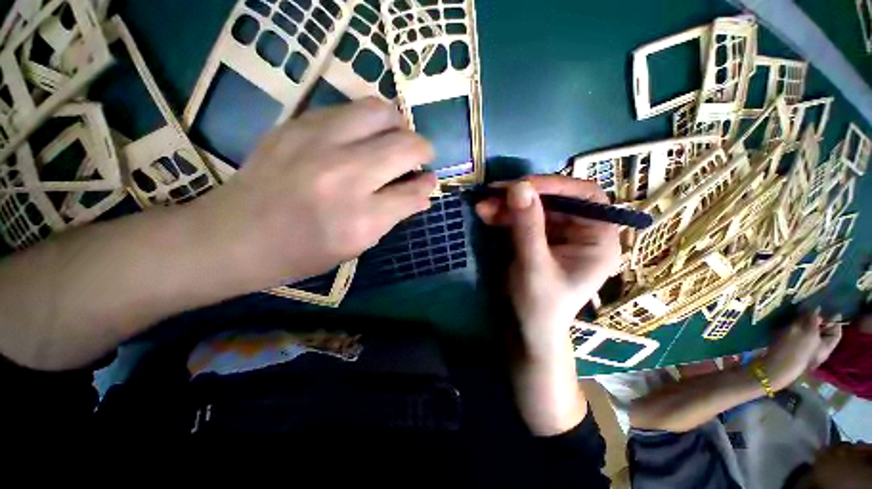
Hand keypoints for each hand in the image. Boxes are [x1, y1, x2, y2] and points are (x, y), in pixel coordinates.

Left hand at [191, 98, 436, 287]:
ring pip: (380, 112)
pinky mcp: (297, 125)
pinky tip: (360, 138)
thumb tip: (424, 193)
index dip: (428, 184)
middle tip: (417, 158)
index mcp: (360, 218)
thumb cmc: (302, 251)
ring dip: (397, 125)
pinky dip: (366, 121)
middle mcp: (344, 175)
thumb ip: (395, 215)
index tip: (429, 180)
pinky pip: (348, 110)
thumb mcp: (357, 244)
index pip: (413, 191)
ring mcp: (318, 143)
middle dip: (422, 149)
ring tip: (392, 140)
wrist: (234, 236)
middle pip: (405, 145)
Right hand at [475, 176, 621, 354]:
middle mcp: (581, 232)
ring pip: (534, 208)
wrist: (525, 329)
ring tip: (482, 205)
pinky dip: (504, 215)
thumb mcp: (533, 266)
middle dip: (521, 197)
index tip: (521, 185)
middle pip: (554, 200)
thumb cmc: (539, 304)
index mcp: (598, 240)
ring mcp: (558, 234)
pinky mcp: (538, 238)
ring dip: (507, 205)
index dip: (556, 186)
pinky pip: (522, 219)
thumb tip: (518, 187)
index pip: (586, 197)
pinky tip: (486, 214)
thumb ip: (527, 227)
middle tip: (492, 193)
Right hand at [763, 310, 842, 389]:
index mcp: (827, 346)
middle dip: (813, 320)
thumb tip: (816, 308)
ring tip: (792, 319)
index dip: (832, 319)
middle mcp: (818, 349)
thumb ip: (812, 319)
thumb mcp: (806, 332)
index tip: (823, 308)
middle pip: (820, 331)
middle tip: (804, 311)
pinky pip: (793, 336)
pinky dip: (789, 329)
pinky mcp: (789, 350)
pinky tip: (782, 328)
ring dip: (799, 324)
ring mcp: (803, 350)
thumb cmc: (794, 350)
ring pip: (805, 332)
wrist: (774, 367)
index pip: (836, 330)